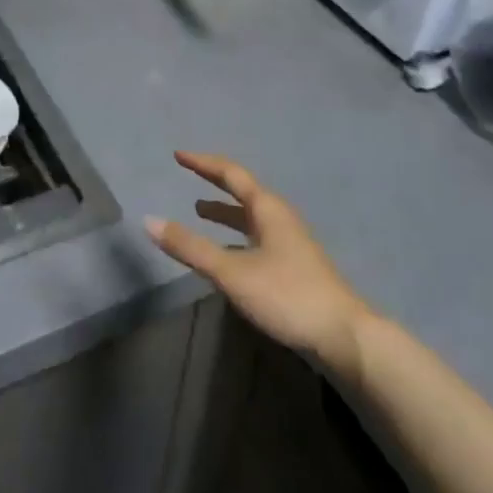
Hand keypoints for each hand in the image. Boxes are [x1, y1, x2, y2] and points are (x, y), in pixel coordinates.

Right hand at [145, 151, 372, 379]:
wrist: (343, 336)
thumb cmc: (286, 295)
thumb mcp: (232, 271)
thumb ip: (190, 247)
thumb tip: (149, 220)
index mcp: (268, 209)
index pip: (231, 174)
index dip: (203, 163)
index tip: (178, 156)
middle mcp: (280, 218)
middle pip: (243, 192)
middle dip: (214, 183)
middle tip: (189, 174)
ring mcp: (289, 243)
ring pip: (250, 218)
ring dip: (225, 212)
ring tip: (199, 211)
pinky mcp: (292, 266)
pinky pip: (256, 238)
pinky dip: (235, 237)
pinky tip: (225, 254)